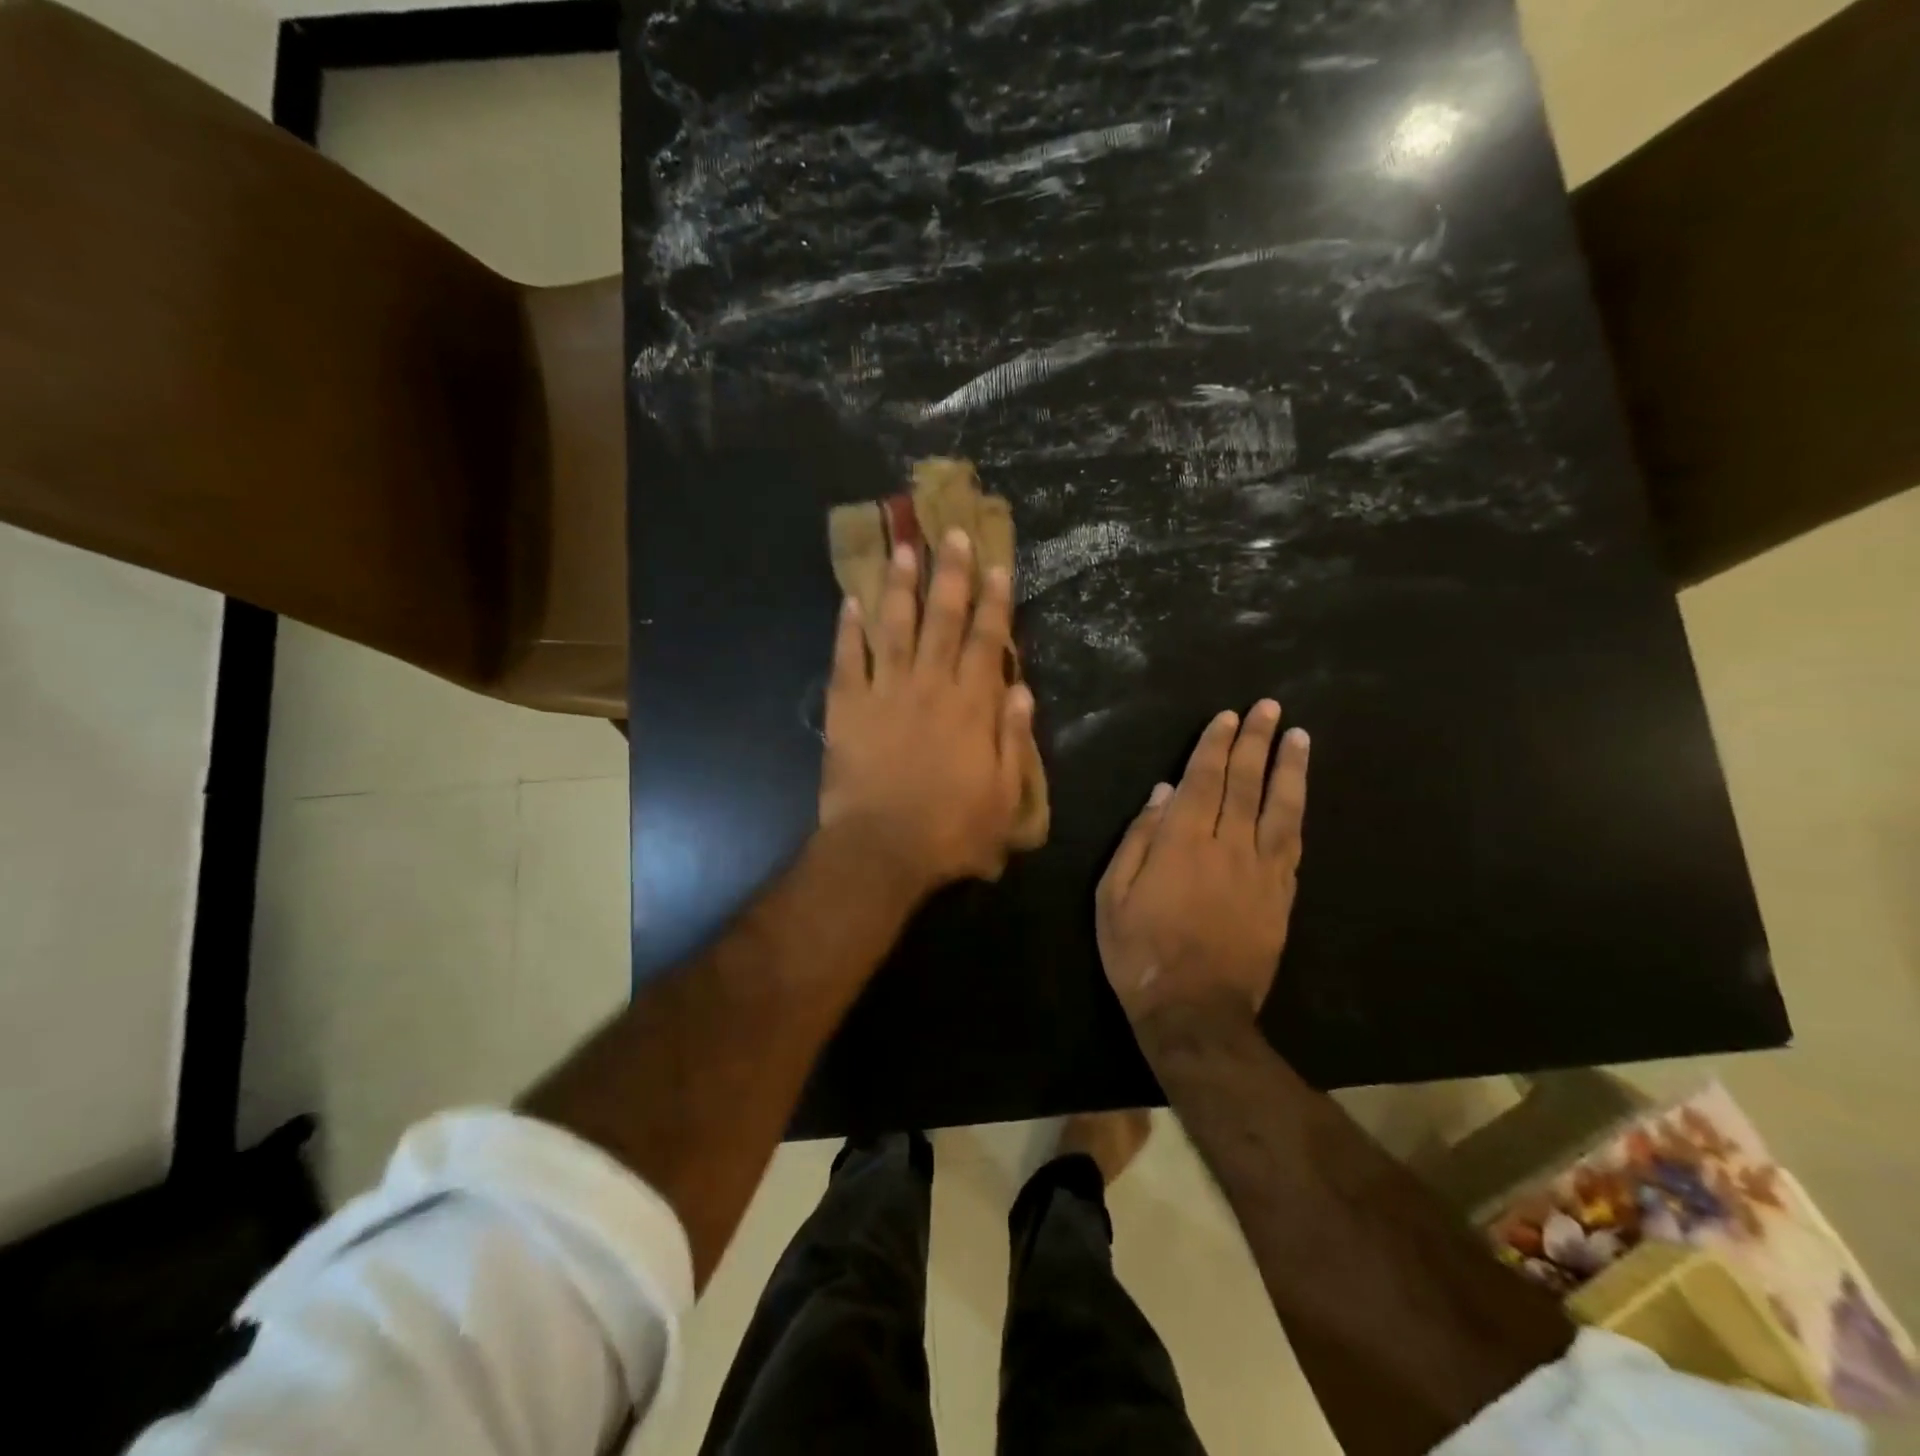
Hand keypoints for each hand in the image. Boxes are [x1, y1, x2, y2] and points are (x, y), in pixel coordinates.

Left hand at [820, 528, 1036, 897]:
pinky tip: (849, 601)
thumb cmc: (951, 831)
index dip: (994, 602)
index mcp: (972, 706)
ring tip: (902, 548)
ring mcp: (885, 693)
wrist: (882, 850)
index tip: (996, 565)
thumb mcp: (1005, 797)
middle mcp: (930, 686)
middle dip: (950, 574)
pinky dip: (848, 629)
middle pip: (942, 620)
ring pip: (894, 627)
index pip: (988, 642)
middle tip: (951, 533)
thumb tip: (1021, 690)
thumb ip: (1014, 740)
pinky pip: (847, 659)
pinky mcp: (846, 708)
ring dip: (899, 586)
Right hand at [1095, 701, 1309, 1029]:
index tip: (1229, 716)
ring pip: (1280, 809)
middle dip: (1256, 741)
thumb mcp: (1114, 895)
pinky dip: (1297, 814)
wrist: (1195, 1013)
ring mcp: (1261, 872)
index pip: (1203, 780)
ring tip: (1299, 738)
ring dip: (1289, 769)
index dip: (1215, 745)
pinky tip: (1299, 796)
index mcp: (1183, 843)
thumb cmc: (1140, 952)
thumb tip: (1163, 793)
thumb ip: (1139, 839)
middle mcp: (1228, 847)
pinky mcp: (1281, 898)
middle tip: (1269, 708)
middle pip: (1245, 784)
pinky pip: (1293, 846)